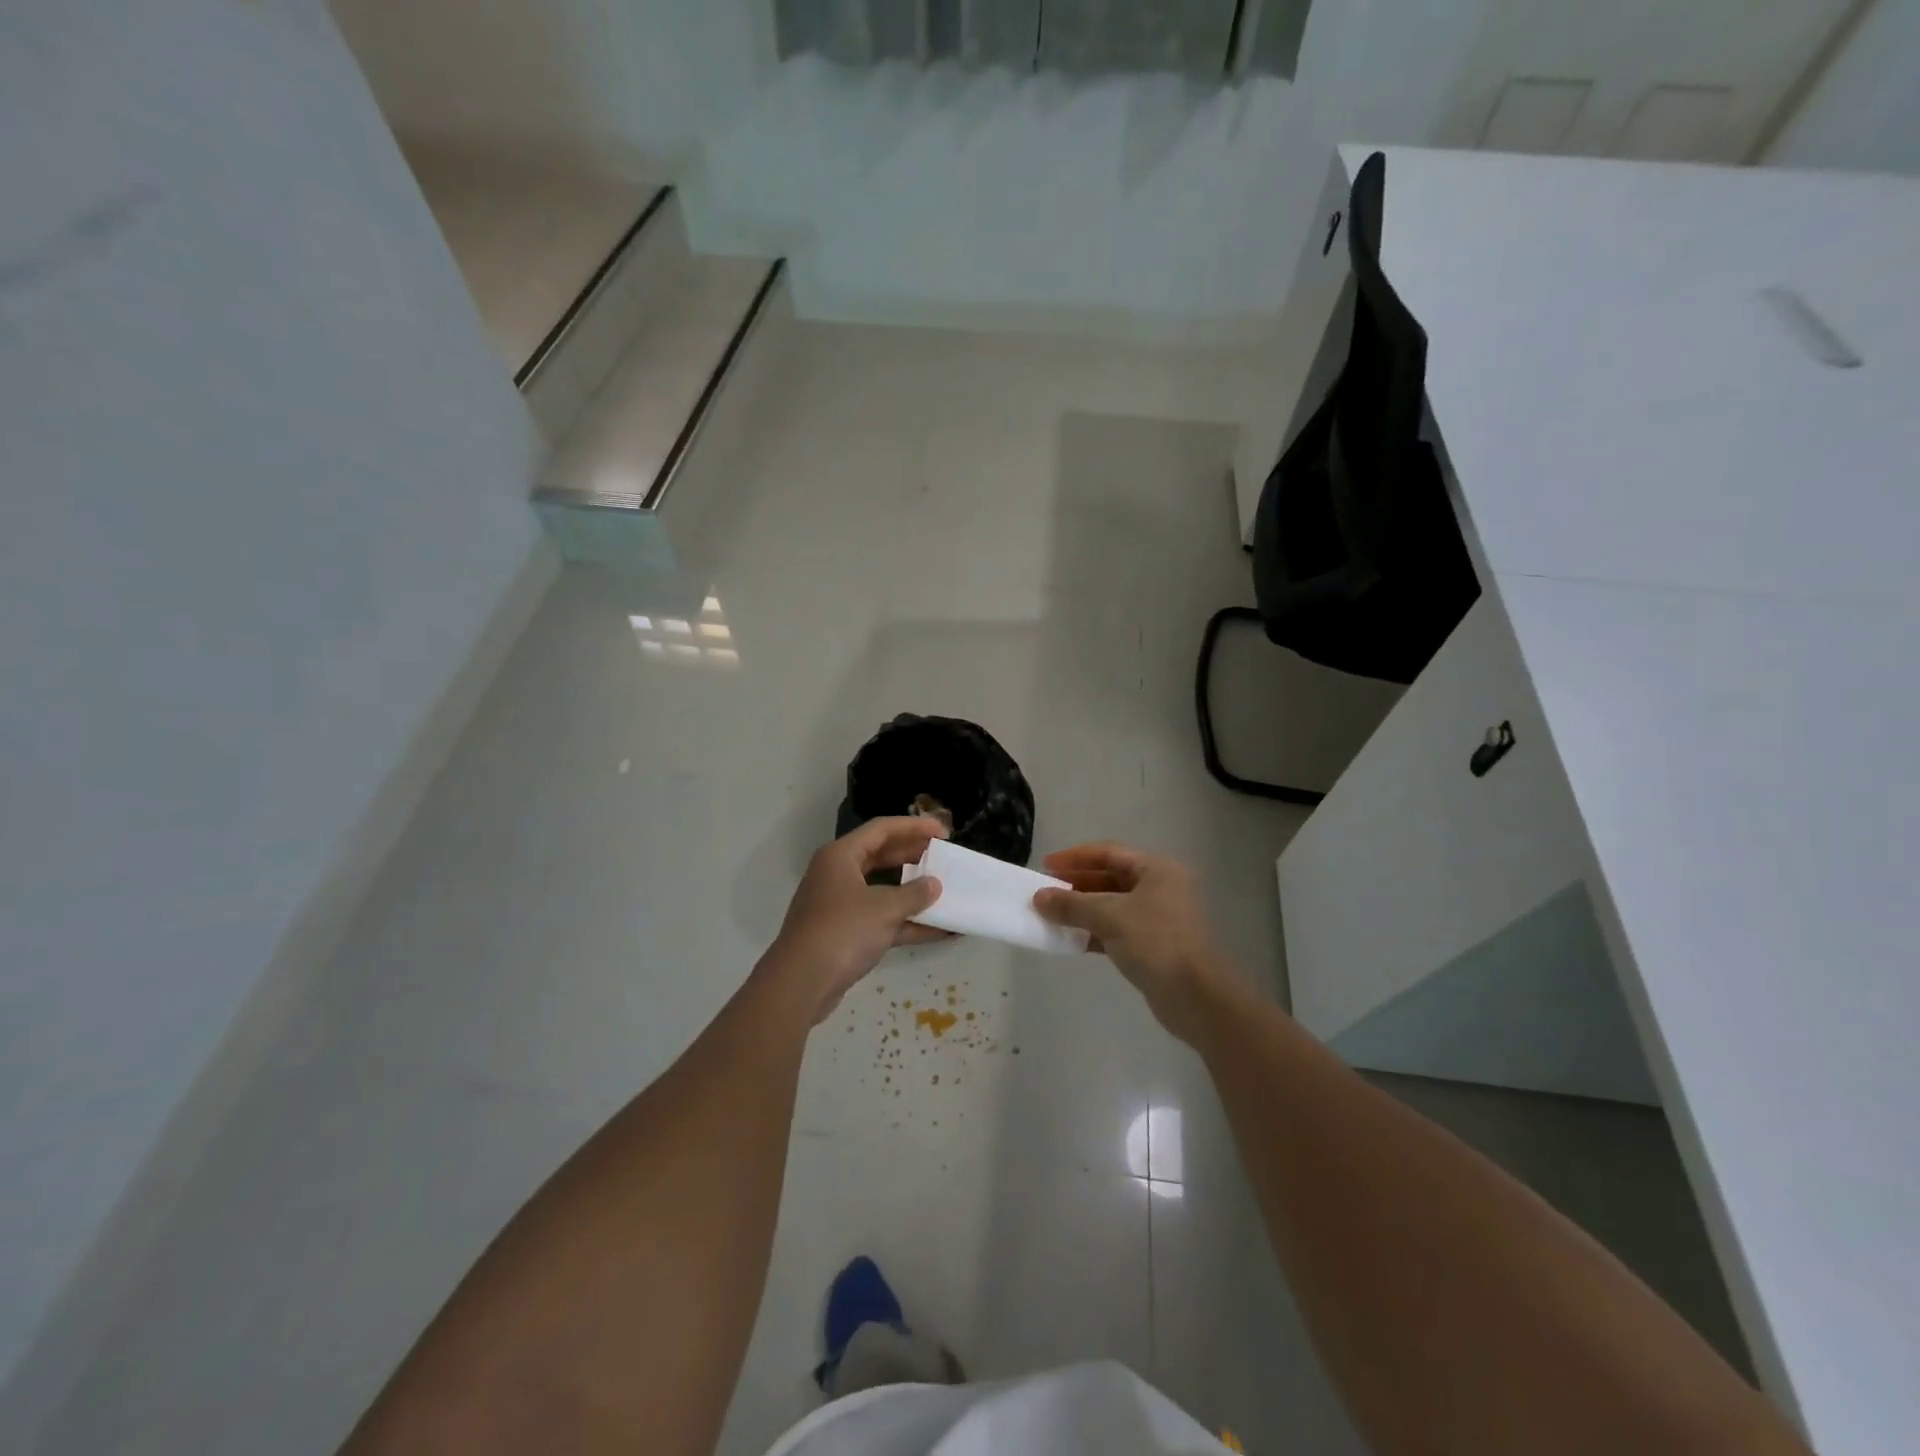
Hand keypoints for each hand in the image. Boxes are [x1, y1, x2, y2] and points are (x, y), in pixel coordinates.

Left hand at [769, 817, 948, 1022]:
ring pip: (882, 889)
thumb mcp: (884, 909)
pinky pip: (881, 919)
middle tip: (943, 857)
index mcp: (841, 856)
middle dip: (913, 856)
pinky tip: (939, 931)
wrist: (801, 983)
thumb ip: (914, 894)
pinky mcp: (845, 933)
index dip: (914, 827)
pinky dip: (907, 923)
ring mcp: (840, 905)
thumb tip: (934, 885)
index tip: (943, 831)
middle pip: (881, 855)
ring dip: (912, 892)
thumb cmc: (842, 931)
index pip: (881, 829)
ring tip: (944, 890)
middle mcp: (838, 874)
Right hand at [1033, 842, 1238, 1043]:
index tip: (1045, 866)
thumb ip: (1072, 904)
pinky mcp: (1153, 946)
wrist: (1196, 997)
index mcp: (1156, 869)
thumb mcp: (1109, 916)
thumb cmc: (1156, 942)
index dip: (1075, 857)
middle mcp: (1160, 888)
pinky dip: (1093, 932)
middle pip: (1109, 878)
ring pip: (1111, 906)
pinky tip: (1070, 940)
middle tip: (1044, 893)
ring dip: (1082, 910)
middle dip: (1076, 885)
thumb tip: (1038, 897)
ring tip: (1051, 917)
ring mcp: (1158, 918)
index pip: (1108, 853)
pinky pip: (1116, 930)